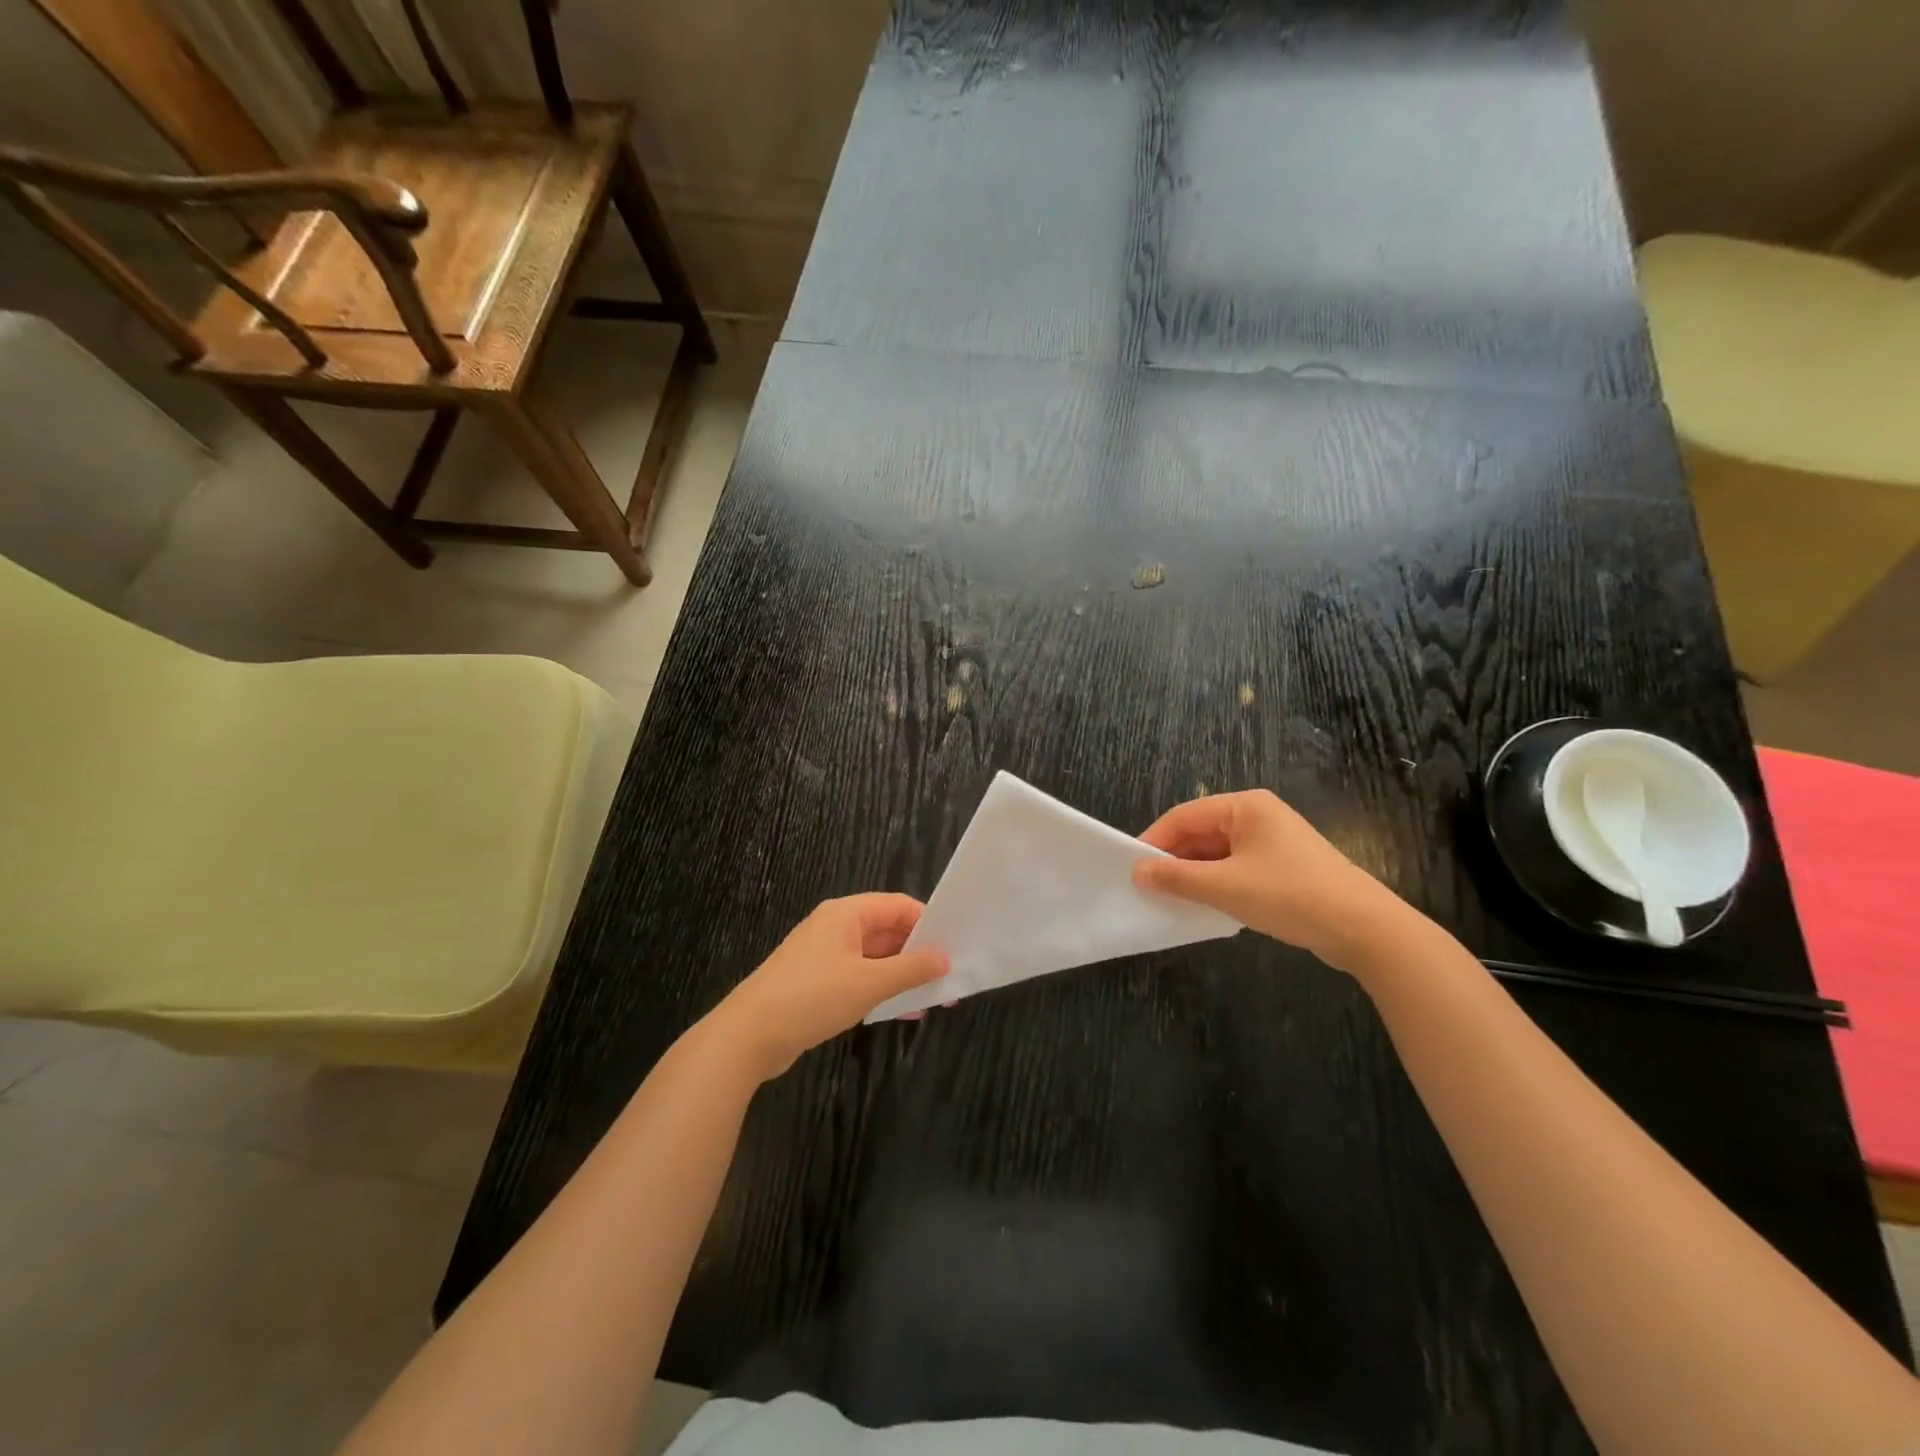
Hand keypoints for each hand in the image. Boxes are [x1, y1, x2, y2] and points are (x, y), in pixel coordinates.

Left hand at [709, 894, 948, 1080]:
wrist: (748, 1036)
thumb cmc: (812, 997)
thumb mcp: (869, 983)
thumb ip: (910, 969)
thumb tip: (945, 957)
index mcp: (846, 914)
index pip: (898, 905)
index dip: (928, 923)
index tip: (955, 946)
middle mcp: (836, 927)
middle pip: (887, 930)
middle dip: (918, 952)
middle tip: (950, 976)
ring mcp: (824, 954)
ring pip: (875, 956)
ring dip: (902, 974)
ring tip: (934, 998)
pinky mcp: (817, 982)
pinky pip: (859, 976)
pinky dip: (882, 988)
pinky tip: (903, 1011)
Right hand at [1132, 790, 1414, 973]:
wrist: (1364, 929)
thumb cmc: (1290, 896)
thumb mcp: (1225, 887)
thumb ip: (1177, 878)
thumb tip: (1138, 872)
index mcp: (1245, 807)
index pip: (1185, 816)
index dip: (1154, 840)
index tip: (1130, 867)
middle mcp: (1259, 815)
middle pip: (1201, 832)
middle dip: (1174, 859)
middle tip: (1147, 887)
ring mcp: (1274, 841)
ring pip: (1219, 852)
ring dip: (1194, 874)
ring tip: (1170, 899)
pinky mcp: (1284, 867)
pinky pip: (1237, 867)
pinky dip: (1217, 883)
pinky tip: (1205, 905)